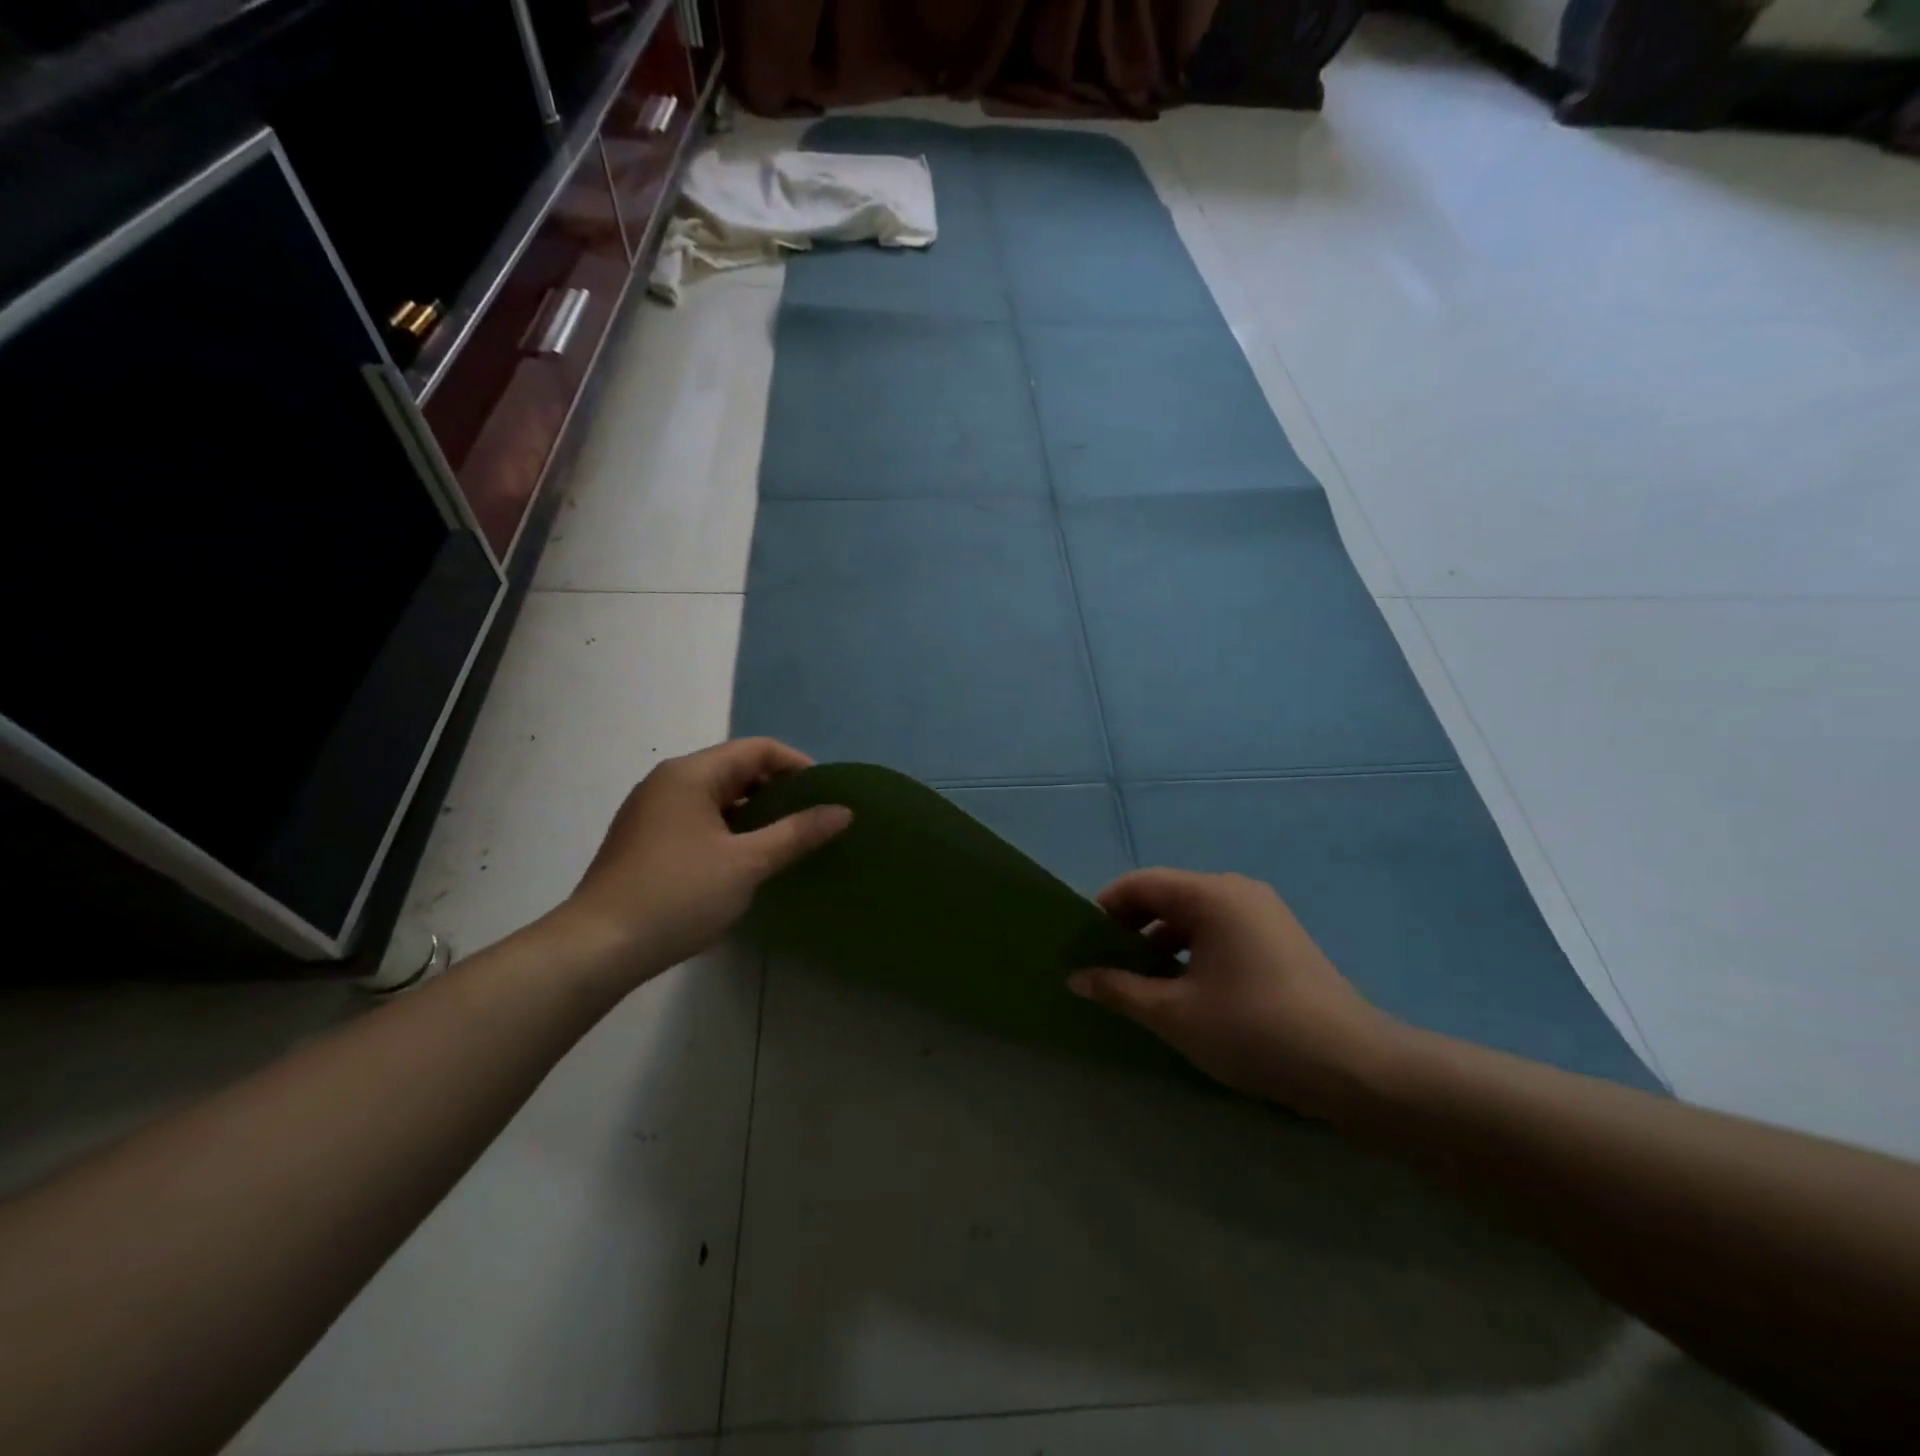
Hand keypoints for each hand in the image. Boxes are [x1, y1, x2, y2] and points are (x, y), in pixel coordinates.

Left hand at [560, 738, 850, 985]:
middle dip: (778, 790)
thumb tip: (843, 811)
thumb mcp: (747, 863)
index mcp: (691, 774)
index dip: (798, 766)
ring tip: (786, 841)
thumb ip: (797, 833)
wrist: (599, 948)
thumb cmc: (678, 895)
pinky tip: (745, 860)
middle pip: (736, 769)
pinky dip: (729, 829)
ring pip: (717, 797)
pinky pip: (699, 819)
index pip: (757, 750)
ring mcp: (652, 811)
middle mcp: (668, 782)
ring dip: (754, 812)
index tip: (827, 796)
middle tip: (812, 820)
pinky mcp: (645, 840)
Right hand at [1070, 869, 1396, 1121]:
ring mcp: (1263, 913)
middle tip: (1105, 965)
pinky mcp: (1279, 938)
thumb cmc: (1254, 1030)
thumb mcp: (1175, 1013)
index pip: (1140, 884)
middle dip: (1131, 927)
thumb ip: (1120, 990)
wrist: (1355, 1067)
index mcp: (1211, 895)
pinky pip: (1220, 931)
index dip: (1105, 908)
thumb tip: (1075, 977)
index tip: (1082, 944)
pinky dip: (1192, 950)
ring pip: (1194, 915)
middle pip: (1167, 895)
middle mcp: (1237, 891)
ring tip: (1140, 982)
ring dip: (1161, 942)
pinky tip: (1185, 989)